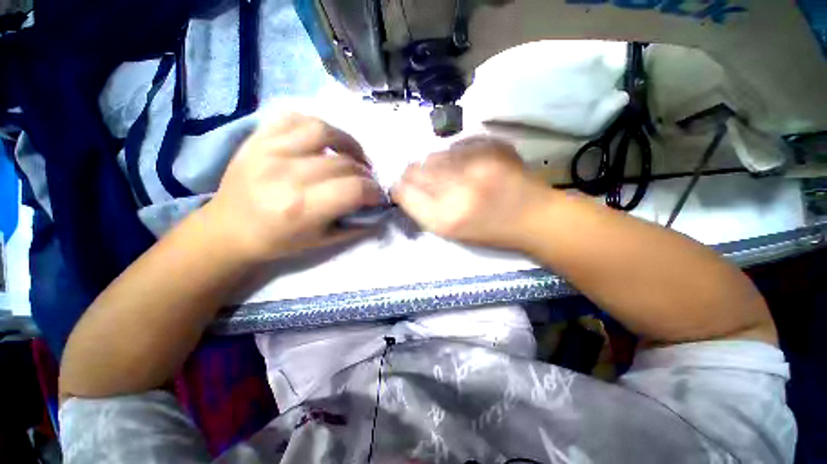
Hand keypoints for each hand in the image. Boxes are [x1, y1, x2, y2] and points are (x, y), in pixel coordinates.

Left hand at [204, 113, 383, 261]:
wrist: (230, 229)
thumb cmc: (279, 241)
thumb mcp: (323, 241)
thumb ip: (355, 224)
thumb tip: (378, 207)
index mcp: (302, 208)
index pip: (355, 189)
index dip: (375, 192)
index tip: (378, 196)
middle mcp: (287, 175)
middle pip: (344, 163)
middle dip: (366, 174)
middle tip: (368, 182)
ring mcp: (269, 151)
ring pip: (323, 131)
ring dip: (348, 143)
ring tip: (354, 156)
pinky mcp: (257, 138)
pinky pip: (294, 117)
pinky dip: (317, 126)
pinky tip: (326, 141)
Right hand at [391, 137, 550, 249]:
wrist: (536, 217)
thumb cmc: (491, 231)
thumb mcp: (451, 232)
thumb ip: (423, 210)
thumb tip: (404, 187)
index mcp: (445, 218)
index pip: (404, 192)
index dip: (400, 188)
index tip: (404, 188)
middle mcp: (457, 189)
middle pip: (415, 170)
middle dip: (414, 175)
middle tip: (426, 181)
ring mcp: (476, 163)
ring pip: (434, 154)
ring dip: (434, 164)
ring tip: (450, 174)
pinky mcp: (492, 146)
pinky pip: (457, 144)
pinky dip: (454, 154)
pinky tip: (467, 165)